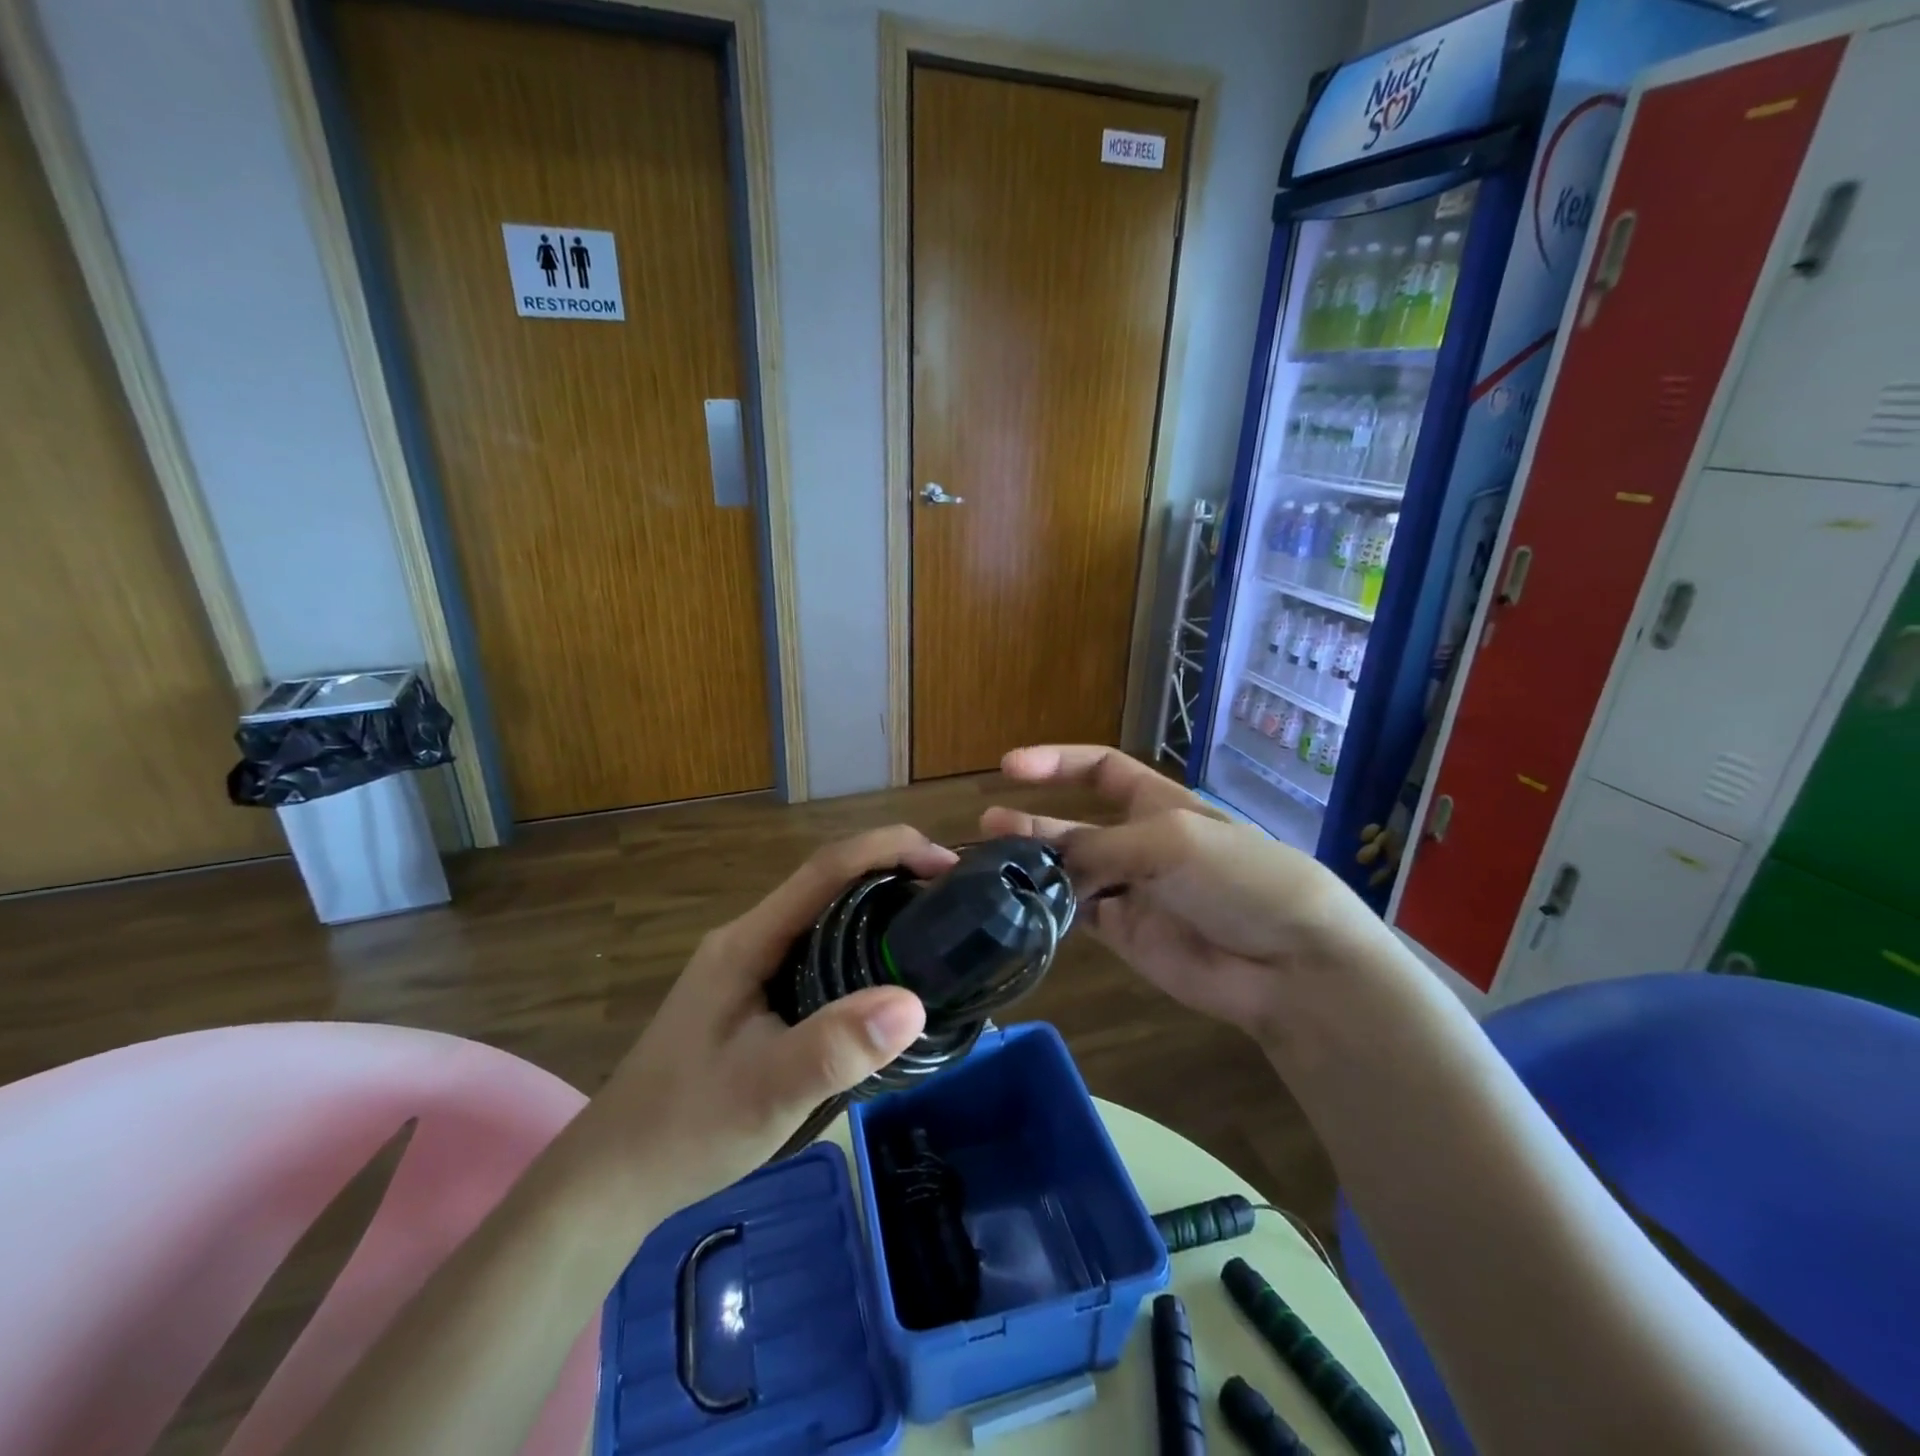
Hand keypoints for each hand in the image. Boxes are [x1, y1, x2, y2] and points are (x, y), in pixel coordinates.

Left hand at [585, 825, 954, 1213]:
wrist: (614, 1176)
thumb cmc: (687, 1127)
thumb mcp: (767, 1091)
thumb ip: (835, 1048)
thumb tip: (914, 1002)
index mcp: (748, 941)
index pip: (825, 869)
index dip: (887, 850)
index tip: (945, 862)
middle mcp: (748, 938)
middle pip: (827, 883)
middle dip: (891, 872)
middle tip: (950, 896)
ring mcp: (747, 965)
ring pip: (822, 916)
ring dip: (876, 907)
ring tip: (931, 925)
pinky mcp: (752, 992)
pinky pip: (815, 949)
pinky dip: (859, 944)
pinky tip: (883, 975)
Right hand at [982, 746, 1393, 1046]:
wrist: (1290, 963)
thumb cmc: (1239, 877)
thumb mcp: (1170, 840)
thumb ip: (1101, 847)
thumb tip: (1045, 862)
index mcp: (1157, 803)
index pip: (1100, 769)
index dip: (1057, 762)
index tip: (1011, 766)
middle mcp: (1139, 842)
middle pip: (1074, 825)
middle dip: (1032, 824)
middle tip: (986, 828)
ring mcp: (1130, 891)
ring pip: (1068, 873)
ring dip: (1031, 867)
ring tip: (987, 867)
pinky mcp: (1125, 935)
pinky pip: (1076, 915)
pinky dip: (1047, 910)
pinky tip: (1016, 907)